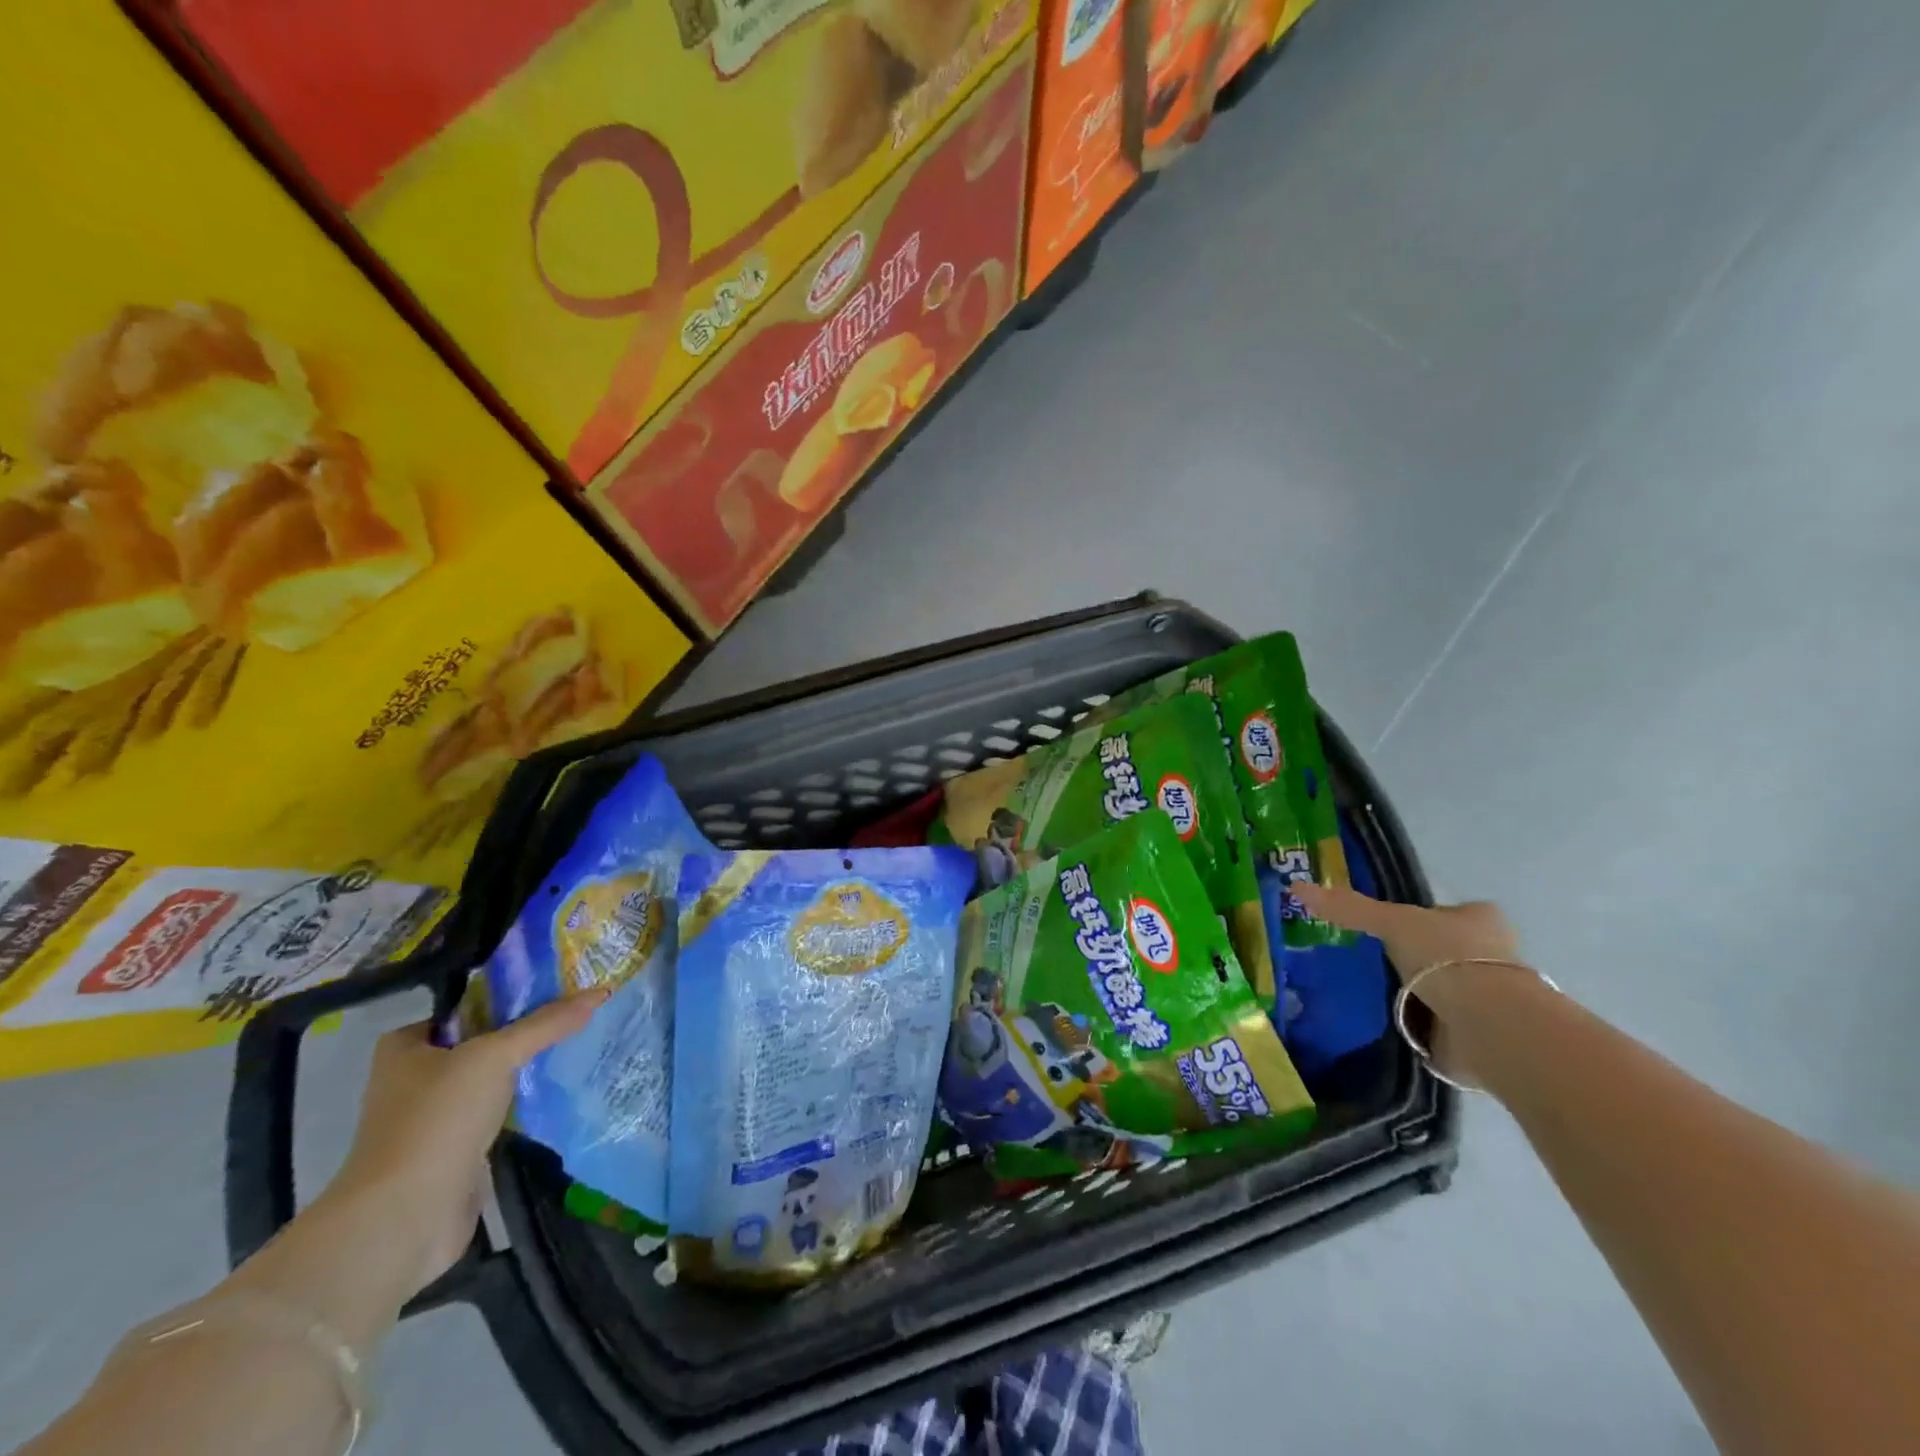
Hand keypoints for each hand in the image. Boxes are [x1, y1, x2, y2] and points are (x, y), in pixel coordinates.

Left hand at [322, 990, 608, 1294]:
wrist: (405, 1218)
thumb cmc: (437, 1120)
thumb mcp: (496, 1056)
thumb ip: (546, 1023)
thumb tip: (600, 991)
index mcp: (406, 1045)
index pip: (470, 1005)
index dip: (514, 994)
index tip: (561, 986)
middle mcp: (415, 1076)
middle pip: (485, 1040)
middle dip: (528, 1031)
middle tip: (579, 1012)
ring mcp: (435, 1116)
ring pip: (494, 1077)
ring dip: (529, 1068)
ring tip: (582, 1041)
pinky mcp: (455, 1148)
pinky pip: (500, 1110)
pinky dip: (526, 1101)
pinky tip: (563, 1086)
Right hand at [1291, 881, 1523, 1082]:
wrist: (1488, 1023)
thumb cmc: (1446, 957)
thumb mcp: (1390, 921)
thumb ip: (1348, 907)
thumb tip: (1296, 887)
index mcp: (1481, 919)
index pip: (1449, 911)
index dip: (1423, 916)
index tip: (1390, 927)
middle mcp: (1493, 955)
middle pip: (1446, 949)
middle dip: (1418, 956)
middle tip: (1374, 958)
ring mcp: (1490, 998)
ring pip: (1445, 987)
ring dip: (1419, 993)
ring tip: (1375, 992)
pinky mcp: (1481, 1033)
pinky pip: (1443, 1023)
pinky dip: (1422, 1025)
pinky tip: (1394, 1024)